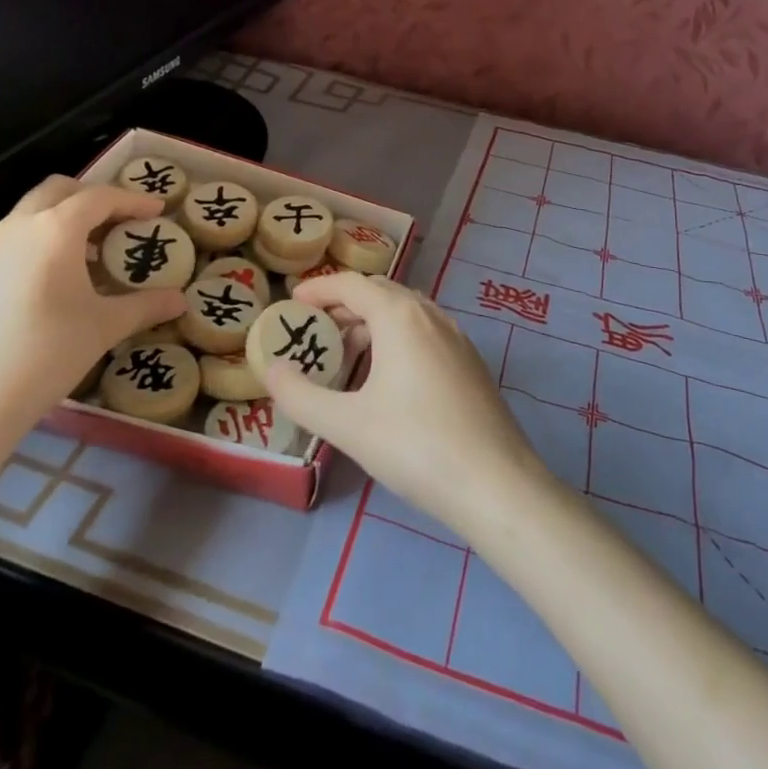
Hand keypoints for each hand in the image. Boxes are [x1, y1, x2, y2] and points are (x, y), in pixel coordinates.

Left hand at [0, 177, 184, 449]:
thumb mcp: (104, 327)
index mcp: (55, 229)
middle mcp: (19, 227)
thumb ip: (145, 306)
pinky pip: (16, 239)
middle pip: (60, 190)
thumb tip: (181, 300)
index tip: (157, 210)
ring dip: (65, 218)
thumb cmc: (45, 354)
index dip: (133, 200)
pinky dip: (43, 240)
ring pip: (33, 212)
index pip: (100, 198)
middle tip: (121, 220)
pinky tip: (57, 281)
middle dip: (94, 198)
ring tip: (94, 252)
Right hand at [268, 273, 546, 533]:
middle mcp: (431, 315)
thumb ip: (301, 396)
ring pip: (405, 313)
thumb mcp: (347, 425)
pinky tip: (387, 379)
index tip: (292, 302)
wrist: (497, 484)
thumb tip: (270, 369)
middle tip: (314, 331)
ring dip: (371, 324)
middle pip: (380, 293)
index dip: (319, 288)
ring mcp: (457, 337)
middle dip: (343, 306)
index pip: (352, 285)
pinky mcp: (470, 363)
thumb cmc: (416, 446)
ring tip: (345, 357)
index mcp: (400, 316)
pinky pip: (424, 333)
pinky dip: (396, 339)